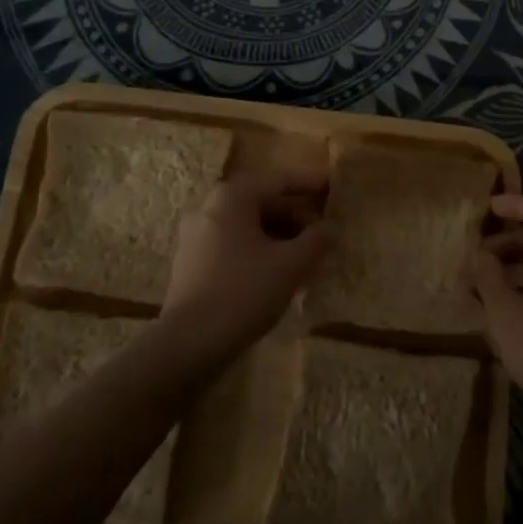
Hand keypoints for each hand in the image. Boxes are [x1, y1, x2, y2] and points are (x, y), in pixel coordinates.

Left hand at [161, 171, 327, 353]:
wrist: (189, 343)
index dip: (310, 184)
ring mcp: (196, 235)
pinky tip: (279, 271)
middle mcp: (209, 207)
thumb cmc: (243, 292)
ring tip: (307, 254)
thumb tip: (331, 227)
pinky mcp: (192, 262)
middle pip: (262, 202)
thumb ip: (316, 240)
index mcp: (232, 197)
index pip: (279, 181)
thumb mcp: (291, 265)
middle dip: (296, 215)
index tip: (333, 186)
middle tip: (324, 231)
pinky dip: (260, 249)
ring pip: (248, 225)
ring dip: (280, 235)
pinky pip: (234, 244)